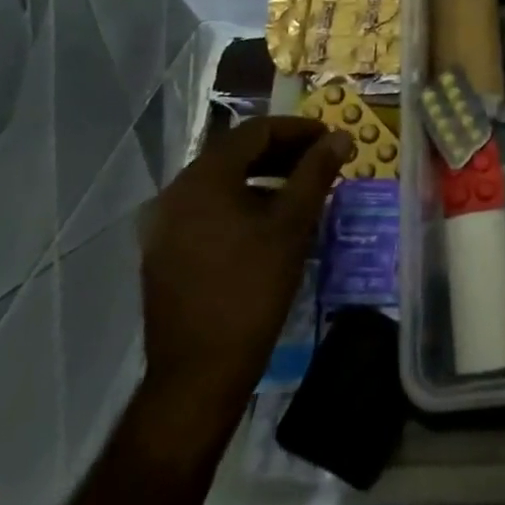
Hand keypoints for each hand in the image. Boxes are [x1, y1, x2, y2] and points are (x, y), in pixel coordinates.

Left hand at [137, 116, 350, 432]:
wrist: (198, 375)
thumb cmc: (252, 289)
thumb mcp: (293, 225)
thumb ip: (316, 172)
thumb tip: (340, 136)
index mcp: (204, 178)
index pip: (255, 131)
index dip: (297, 129)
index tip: (329, 139)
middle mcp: (176, 193)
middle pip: (235, 153)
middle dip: (282, 152)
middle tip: (320, 162)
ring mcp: (165, 225)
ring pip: (221, 182)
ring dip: (263, 177)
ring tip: (300, 191)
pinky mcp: (164, 252)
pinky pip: (207, 209)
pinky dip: (241, 202)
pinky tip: (267, 223)